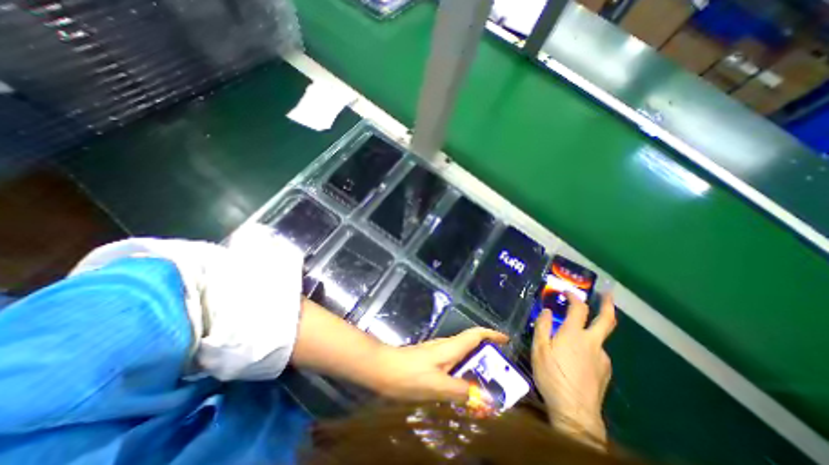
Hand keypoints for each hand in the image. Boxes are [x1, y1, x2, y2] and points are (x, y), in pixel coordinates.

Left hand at [370, 328, 508, 401]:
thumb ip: (462, 391)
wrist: (384, 369)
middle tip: (502, 376)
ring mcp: (438, 353)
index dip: (492, 334)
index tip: (506, 340)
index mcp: (451, 347)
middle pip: (472, 345)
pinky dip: (464, 374)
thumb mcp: (438, 385)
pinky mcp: (432, 361)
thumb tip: (487, 398)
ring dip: (476, 367)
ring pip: (463, 356)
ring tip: (487, 387)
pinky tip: (464, 390)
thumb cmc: (410, 375)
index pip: (475, 334)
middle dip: (488, 356)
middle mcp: (446, 346)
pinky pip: (454, 365)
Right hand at [532, 293, 614, 445]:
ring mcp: (602, 358)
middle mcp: (592, 343)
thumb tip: (547, 310)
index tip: (567, 291)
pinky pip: (597, 353)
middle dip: (608, 304)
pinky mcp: (605, 371)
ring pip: (598, 339)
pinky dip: (588, 348)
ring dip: (589, 332)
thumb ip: (542, 326)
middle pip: (606, 320)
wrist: (575, 411)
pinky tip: (577, 359)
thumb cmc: (552, 375)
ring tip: (572, 341)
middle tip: (608, 294)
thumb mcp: (539, 349)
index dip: (574, 297)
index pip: (578, 309)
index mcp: (574, 335)